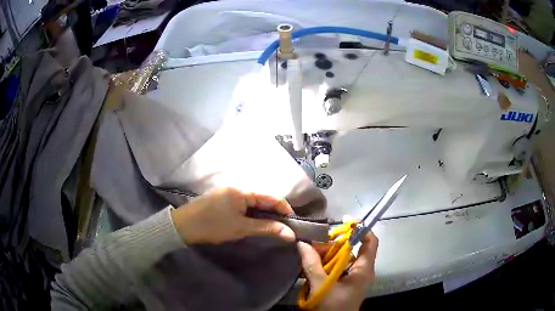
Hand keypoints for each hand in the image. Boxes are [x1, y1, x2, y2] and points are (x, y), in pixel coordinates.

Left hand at [170, 188, 295, 243]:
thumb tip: (290, 233)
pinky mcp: (223, 197)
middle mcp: (237, 186)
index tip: (293, 222)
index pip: (271, 197)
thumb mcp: (241, 228)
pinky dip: (252, 211)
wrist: (184, 226)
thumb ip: (267, 228)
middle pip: (263, 197)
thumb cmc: (213, 226)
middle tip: (283, 226)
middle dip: (275, 211)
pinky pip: (244, 202)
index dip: (284, 209)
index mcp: (242, 191)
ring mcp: (229, 191)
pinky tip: (255, 220)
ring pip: (253, 200)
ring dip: (264, 211)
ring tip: (272, 225)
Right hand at [297, 232, 378, 310]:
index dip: (361, 229)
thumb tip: (301, 244)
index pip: (371, 242)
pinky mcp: (345, 284)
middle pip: (352, 250)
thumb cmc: (333, 307)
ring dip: (326, 256)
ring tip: (309, 255)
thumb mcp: (321, 286)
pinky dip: (326, 266)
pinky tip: (311, 266)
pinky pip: (337, 269)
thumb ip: (312, 265)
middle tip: (314, 244)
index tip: (344, 221)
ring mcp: (354, 278)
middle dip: (333, 245)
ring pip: (342, 260)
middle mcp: (362, 271)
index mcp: (364, 270)